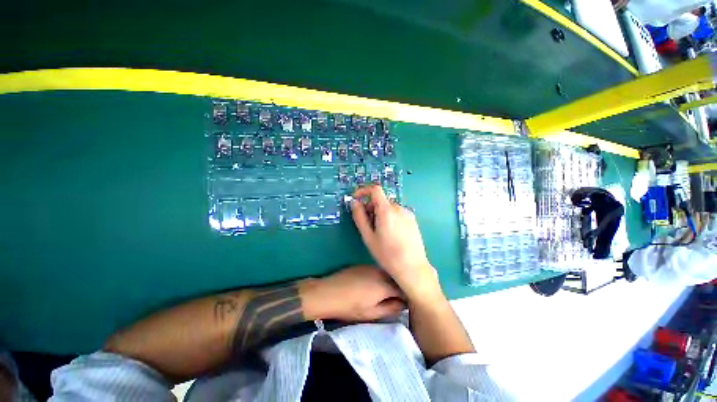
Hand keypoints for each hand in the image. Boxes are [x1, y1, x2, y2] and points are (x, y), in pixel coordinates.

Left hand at [301, 265, 405, 321]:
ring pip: (386, 274)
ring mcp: (371, 266)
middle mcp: (380, 272)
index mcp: (384, 285)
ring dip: (388, 281)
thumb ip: (391, 308)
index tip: (406, 302)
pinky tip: (372, 285)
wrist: (327, 293)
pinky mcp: (363, 265)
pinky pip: (377, 271)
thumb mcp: (372, 313)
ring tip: (384, 292)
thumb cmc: (350, 307)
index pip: (403, 288)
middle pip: (395, 278)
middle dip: (398, 287)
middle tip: (395, 298)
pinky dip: (379, 277)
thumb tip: (404, 303)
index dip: (407, 295)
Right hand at [350, 185, 442, 301]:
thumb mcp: (368, 236)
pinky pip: (397, 212)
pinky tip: (391, 233)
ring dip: (380, 213)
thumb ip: (359, 217)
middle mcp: (398, 208)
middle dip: (370, 207)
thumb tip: (354, 202)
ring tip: (379, 231)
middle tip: (367, 223)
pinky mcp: (413, 220)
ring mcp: (407, 213)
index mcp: (387, 210)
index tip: (356, 199)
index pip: (375, 189)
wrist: (412, 267)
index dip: (363, 190)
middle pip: (381, 200)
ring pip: (389, 207)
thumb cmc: (387, 254)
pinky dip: (389, 216)